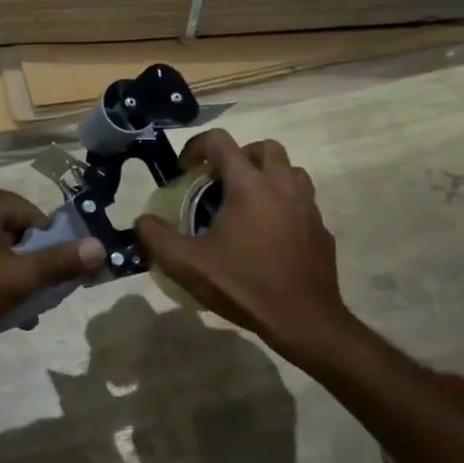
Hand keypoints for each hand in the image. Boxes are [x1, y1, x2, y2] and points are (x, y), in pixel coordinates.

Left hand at [0, 179, 104, 359]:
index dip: (45, 250)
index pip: (31, 217)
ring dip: (6, 276)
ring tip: (12, 312)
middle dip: (25, 267)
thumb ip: (60, 262)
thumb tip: (100, 247)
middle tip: (30, 301)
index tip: (47, 282)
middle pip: (11, 231)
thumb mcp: (18, 278)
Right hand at [134, 131, 355, 360]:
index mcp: (249, 185)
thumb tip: (142, 222)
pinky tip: (270, 234)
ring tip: (247, 202)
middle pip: (264, 148)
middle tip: (220, 181)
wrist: (304, 320)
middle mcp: (282, 186)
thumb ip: (157, 238)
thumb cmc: (244, 286)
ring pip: (291, 170)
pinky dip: (284, 204)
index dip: (196, 147)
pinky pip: (303, 202)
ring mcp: (307, 206)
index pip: (220, 141)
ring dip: (267, 176)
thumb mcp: (187, 265)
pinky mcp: (321, 229)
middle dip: (239, 156)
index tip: (184, 171)